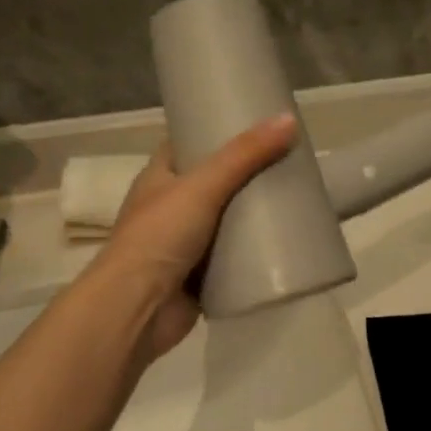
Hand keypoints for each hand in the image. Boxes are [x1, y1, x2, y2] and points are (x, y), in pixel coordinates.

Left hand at [91, 115, 297, 362]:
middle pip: (213, 181)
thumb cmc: (159, 237)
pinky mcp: (200, 276)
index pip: (187, 142)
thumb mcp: (203, 186)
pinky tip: (282, 240)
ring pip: (226, 220)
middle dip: (246, 173)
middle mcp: (169, 207)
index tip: (254, 123)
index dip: (215, 131)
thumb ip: (244, 155)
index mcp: (159, 178)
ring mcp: (184, 244)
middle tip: (285, 159)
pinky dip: (252, 251)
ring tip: (293, 196)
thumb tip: (288, 120)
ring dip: (252, 213)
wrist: (137, 311)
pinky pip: (233, 257)